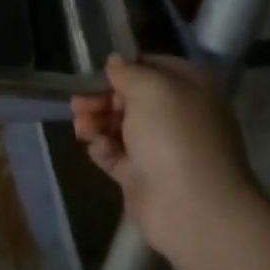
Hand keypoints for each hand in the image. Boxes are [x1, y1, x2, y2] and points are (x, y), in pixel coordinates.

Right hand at [70, 53, 255, 257]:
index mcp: (189, 88)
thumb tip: (115, 62)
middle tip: (78, 103)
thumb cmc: (174, 135)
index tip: (97, 72)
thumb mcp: (150, 88)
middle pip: (131, 98)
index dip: (124, 67)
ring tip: (81, 127)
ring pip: (119, 125)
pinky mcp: (143, 175)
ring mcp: (160, 147)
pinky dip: (103, 148)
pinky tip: (97, 147)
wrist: (192, 206)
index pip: (153, 66)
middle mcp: (177, 115)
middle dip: (102, 98)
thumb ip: (128, 71)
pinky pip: (116, 154)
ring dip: (96, 121)